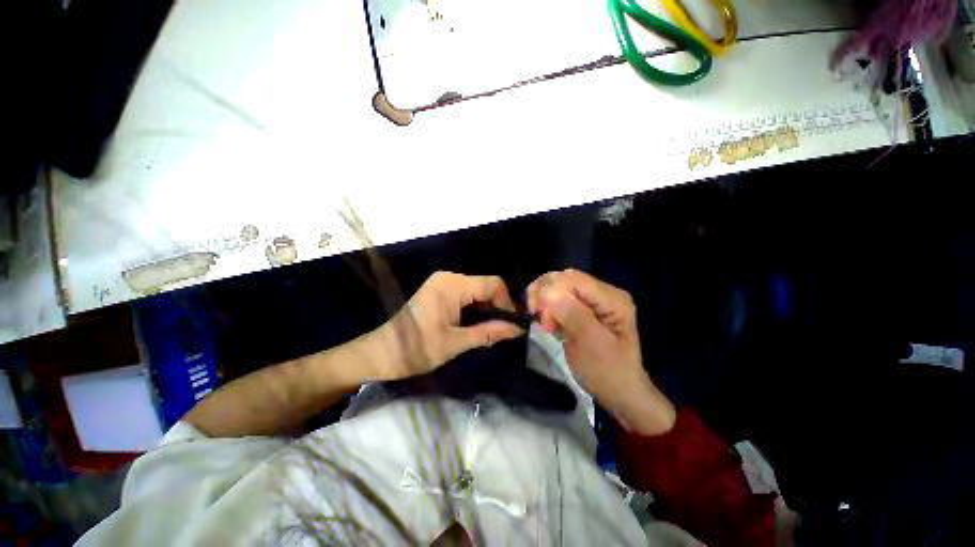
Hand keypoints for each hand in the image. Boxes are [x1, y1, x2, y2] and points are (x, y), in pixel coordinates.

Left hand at [372, 271, 522, 379]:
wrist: (383, 353)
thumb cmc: (417, 348)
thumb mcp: (456, 342)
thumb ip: (489, 332)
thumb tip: (518, 329)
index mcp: (452, 285)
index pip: (492, 284)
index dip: (507, 303)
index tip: (512, 324)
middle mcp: (449, 278)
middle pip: (485, 286)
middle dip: (497, 307)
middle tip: (503, 331)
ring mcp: (443, 283)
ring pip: (477, 292)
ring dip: (487, 310)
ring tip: (491, 331)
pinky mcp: (440, 291)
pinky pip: (466, 295)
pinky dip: (475, 309)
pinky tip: (477, 325)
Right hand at [527, 269, 675, 434]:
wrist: (618, 392)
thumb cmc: (608, 372)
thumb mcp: (592, 346)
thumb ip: (574, 316)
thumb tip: (549, 292)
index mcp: (612, 299)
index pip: (573, 279)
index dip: (550, 291)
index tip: (539, 315)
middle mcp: (603, 293)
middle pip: (564, 279)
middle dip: (545, 295)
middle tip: (541, 321)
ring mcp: (593, 300)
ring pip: (558, 287)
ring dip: (544, 302)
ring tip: (546, 324)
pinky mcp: (583, 308)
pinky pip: (559, 299)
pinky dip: (548, 309)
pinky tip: (550, 324)